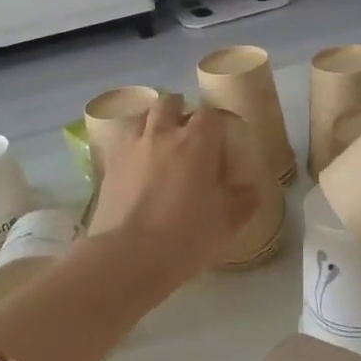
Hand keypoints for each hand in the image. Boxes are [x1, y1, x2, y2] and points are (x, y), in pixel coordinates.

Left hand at [88, 95, 260, 281]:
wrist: (130, 257)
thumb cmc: (187, 237)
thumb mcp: (227, 223)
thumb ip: (244, 201)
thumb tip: (252, 189)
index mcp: (197, 142)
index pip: (210, 115)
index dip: (216, 124)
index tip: (220, 141)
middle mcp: (162, 134)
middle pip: (170, 103)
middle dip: (180, 111)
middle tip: (187, 135)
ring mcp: (131, 147)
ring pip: (141, 117)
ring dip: (153, 124)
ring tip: (159, 145)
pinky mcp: (108, 165)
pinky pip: (122, 142)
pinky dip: (133, 146)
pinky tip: (137, 166)